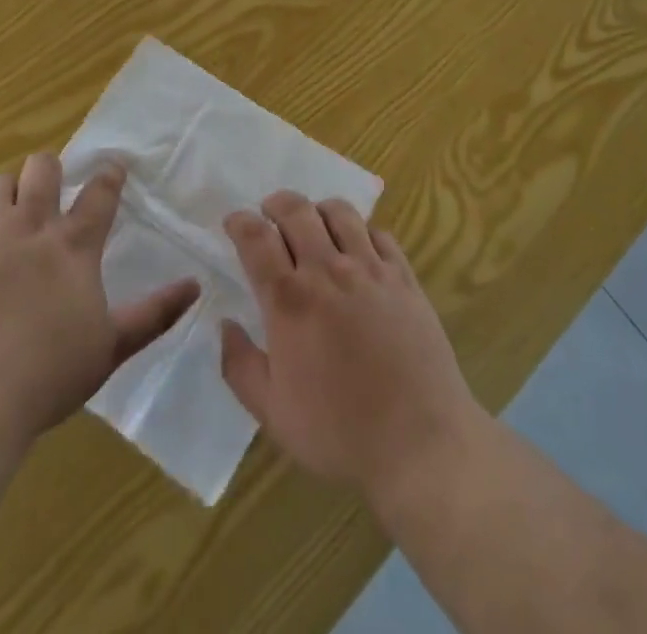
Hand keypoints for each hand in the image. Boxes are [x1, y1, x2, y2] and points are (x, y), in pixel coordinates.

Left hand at [0, 155, 198, 445]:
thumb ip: (155, 313)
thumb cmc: (47, 377)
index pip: (99, 193)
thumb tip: (196, 286)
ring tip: (6, 218)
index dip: (109, 174)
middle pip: (42, 167)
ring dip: (5, 195)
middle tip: (49, 193)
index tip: (113, 165)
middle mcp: (30, 226)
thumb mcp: (111, 347)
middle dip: (49, 170)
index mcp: (74, 246)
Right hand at [220, 191, 485, 504]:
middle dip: (276, 204)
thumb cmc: (340, 432)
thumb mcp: (273, 413)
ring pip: (340, 213)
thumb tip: (226, 325)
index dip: (240, 222)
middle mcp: (328, 271)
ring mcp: (370, 270)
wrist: (420, 442)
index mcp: (290, 300)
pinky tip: (358, 249)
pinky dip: (361, 231)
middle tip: (269, 214)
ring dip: (318, 210)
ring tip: (313, 224)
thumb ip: (240, 366)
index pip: (256, 239)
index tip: (233, 222)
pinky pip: (379, 233)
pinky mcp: (404, 277)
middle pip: (296, 211)